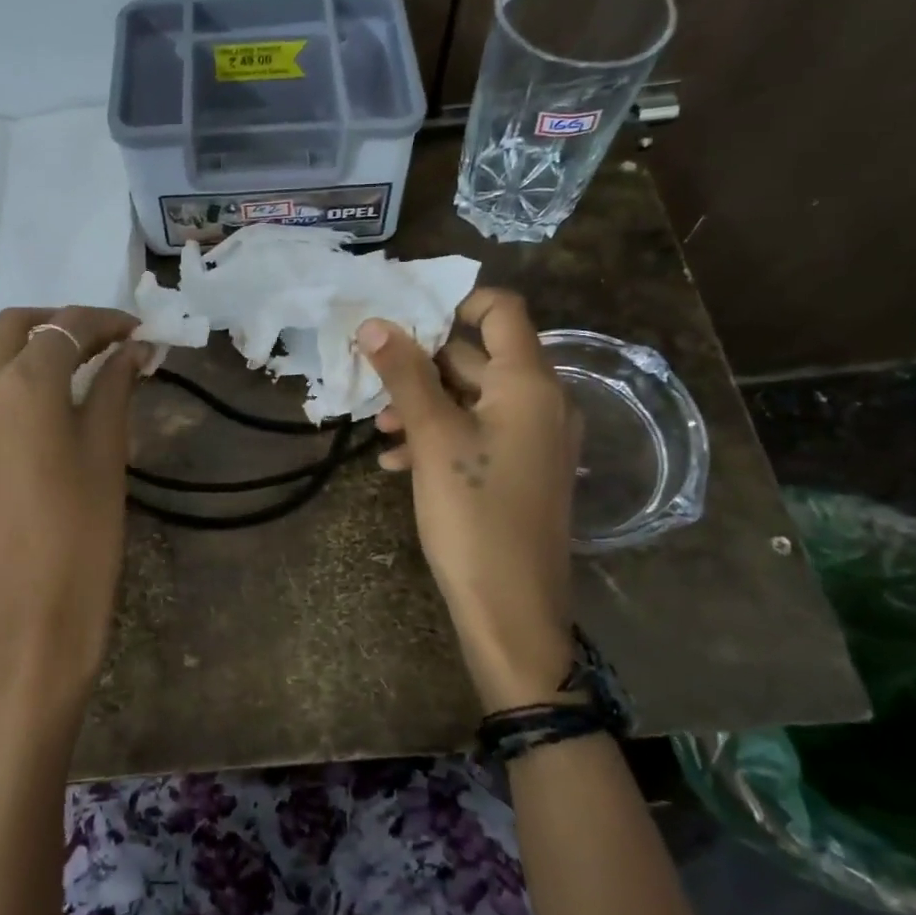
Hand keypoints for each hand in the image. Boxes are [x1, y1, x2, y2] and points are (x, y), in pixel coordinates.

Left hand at [0, 307, 146, 726]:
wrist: (30, 611)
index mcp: (26, 384)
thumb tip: (133, 350)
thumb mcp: (107, 452)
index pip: (67, 328)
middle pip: (15, 326)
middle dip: (59, 324)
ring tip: (45, 365)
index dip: (105, 322)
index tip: (134, 330)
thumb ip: (115, 388)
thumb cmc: (84, 532)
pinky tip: (10, 405)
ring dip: (8, 342)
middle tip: (98, 343)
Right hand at [358, 289, 581, 712]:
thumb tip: (376, 323)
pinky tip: (398, 463)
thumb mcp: (433, 439)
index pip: (502, 311)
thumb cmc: (473, 515)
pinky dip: (440, 437)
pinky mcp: (521, 471)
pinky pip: (478, 434)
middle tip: (374, 383)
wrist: (512, 610)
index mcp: (530, 383)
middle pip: (478, 357)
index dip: (455, 304)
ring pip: (472, 400)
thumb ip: (405, 376)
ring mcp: (534, 440)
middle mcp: (542, 402)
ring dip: (424, 406)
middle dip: (422, 367)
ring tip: (381, 432)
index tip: (406, 319)